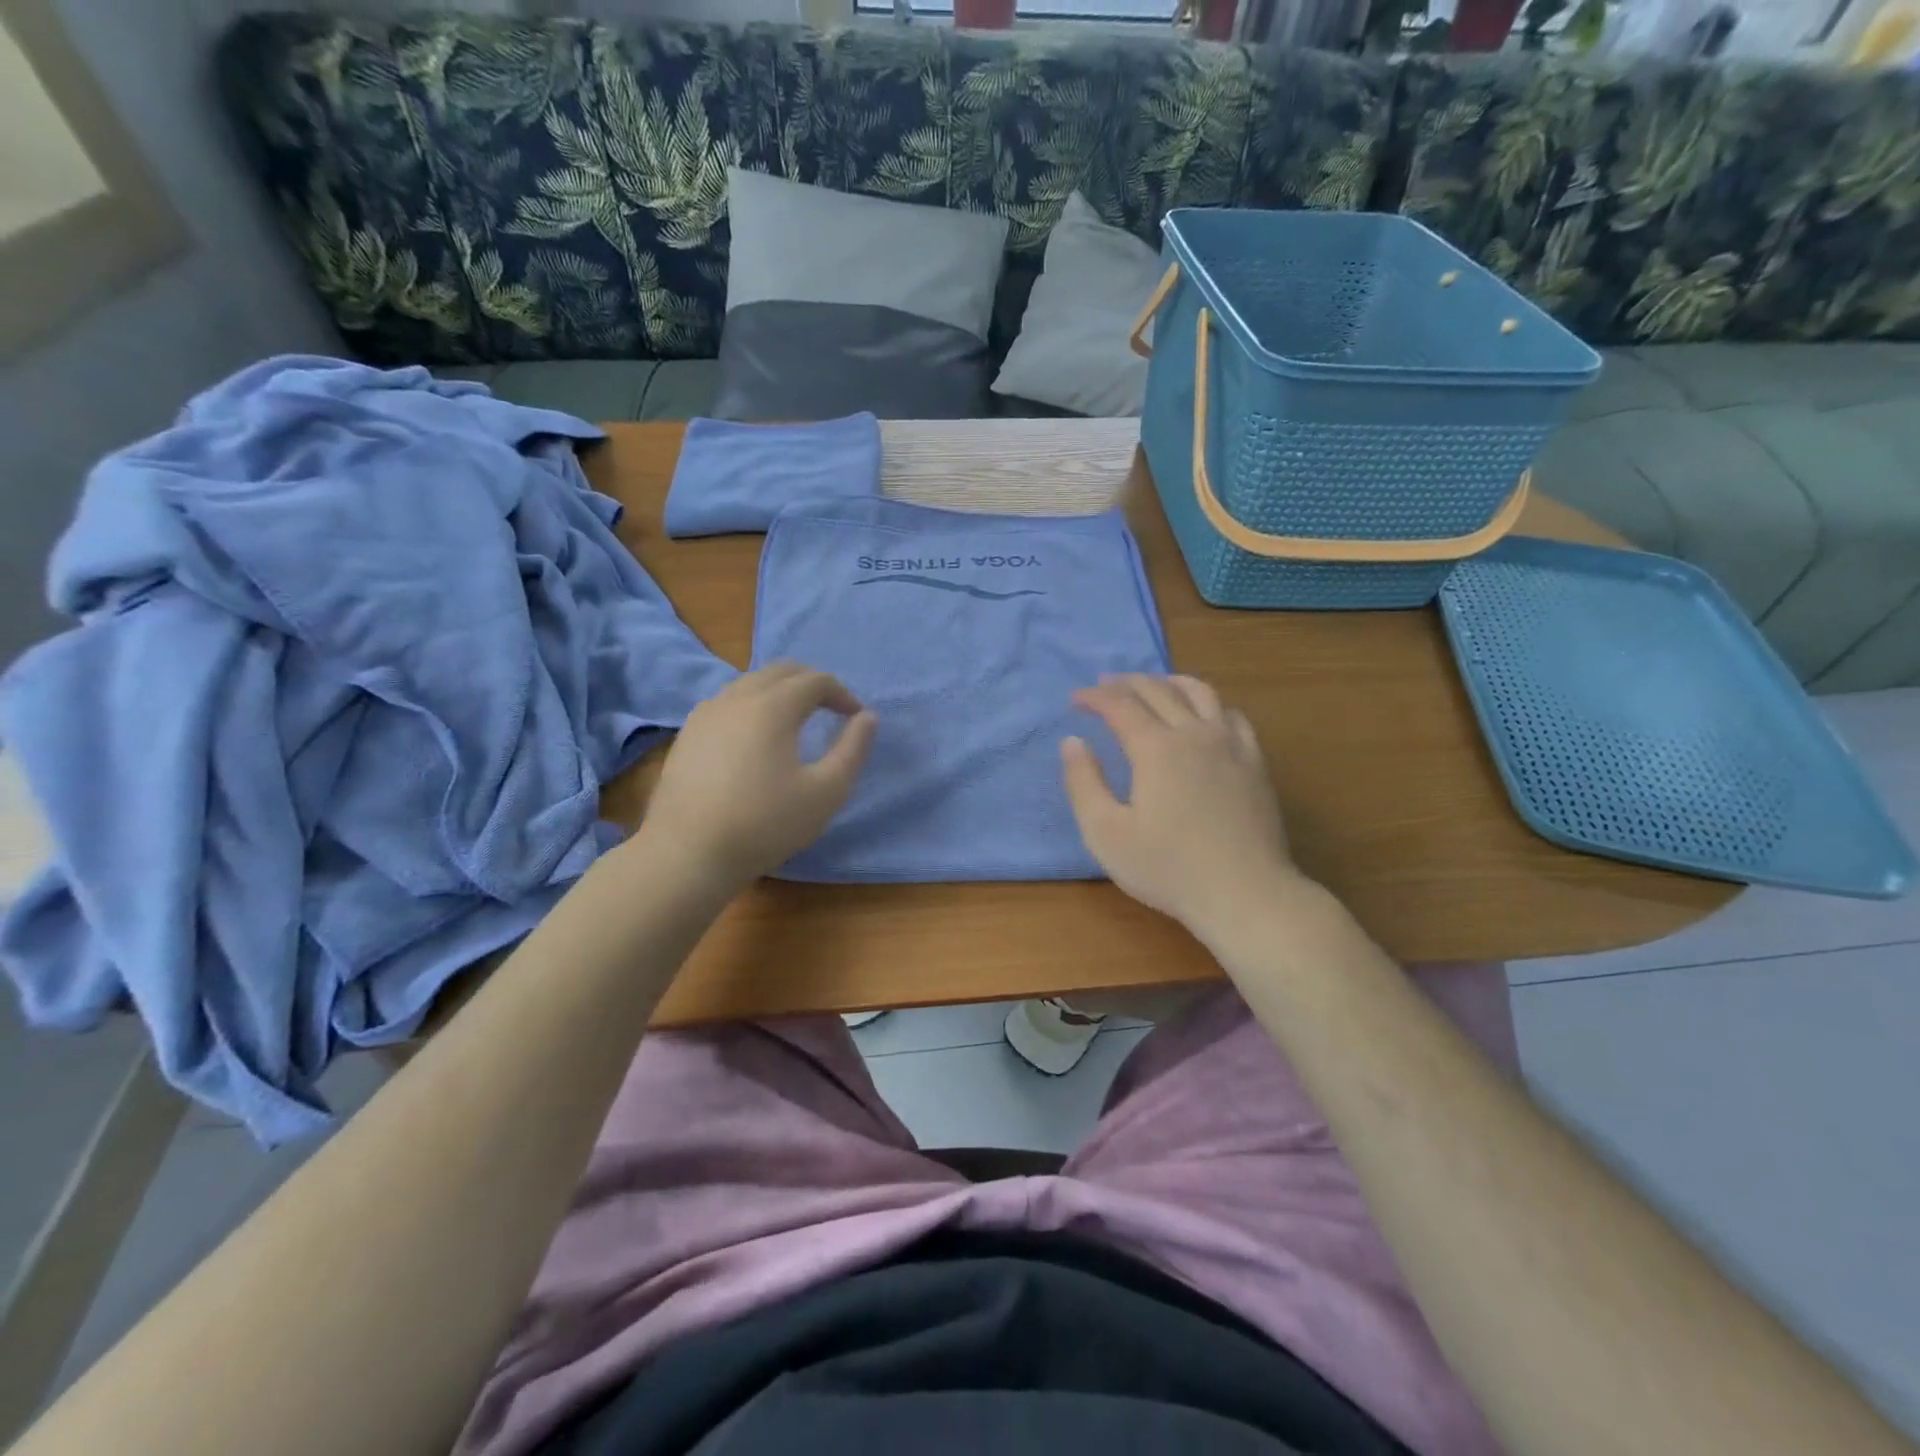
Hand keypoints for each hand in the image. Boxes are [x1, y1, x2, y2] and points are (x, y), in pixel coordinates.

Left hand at [638, 663, 875, 890]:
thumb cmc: (765, 824)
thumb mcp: (826, 792)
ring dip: (780, 691)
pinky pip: (727, 701)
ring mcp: (706, 713)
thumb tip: (867, 717)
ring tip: (796, 721)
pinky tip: (755, 738)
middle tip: (830, 709)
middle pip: (781, 671)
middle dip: (811, 683)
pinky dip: (752, 705)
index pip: (816, 680)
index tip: (855, 717)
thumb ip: (853, 750)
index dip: (842, 694)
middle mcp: (737, 697)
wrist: (688, 853)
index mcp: (773, 706)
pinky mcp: (688, 733)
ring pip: (751, 683)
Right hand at [1062, 674, 1304, 941]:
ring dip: (1169, 681)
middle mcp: (1194, 734)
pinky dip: (1208, 702)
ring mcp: (1230, 745)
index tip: (1075, 701)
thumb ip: (1084, 783)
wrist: (1244, 893)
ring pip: (1199, 692)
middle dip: (1126, 683)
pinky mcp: (1254, 763)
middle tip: (1104, 686)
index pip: (1120, 705)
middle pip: (1158, 690)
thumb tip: (1073, 742)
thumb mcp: (1106, 833)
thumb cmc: (1168, 868)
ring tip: (1152, 685)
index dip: (1095, 697)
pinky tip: (1203, 713)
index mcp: (1155, 748)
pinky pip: (1231, 714)